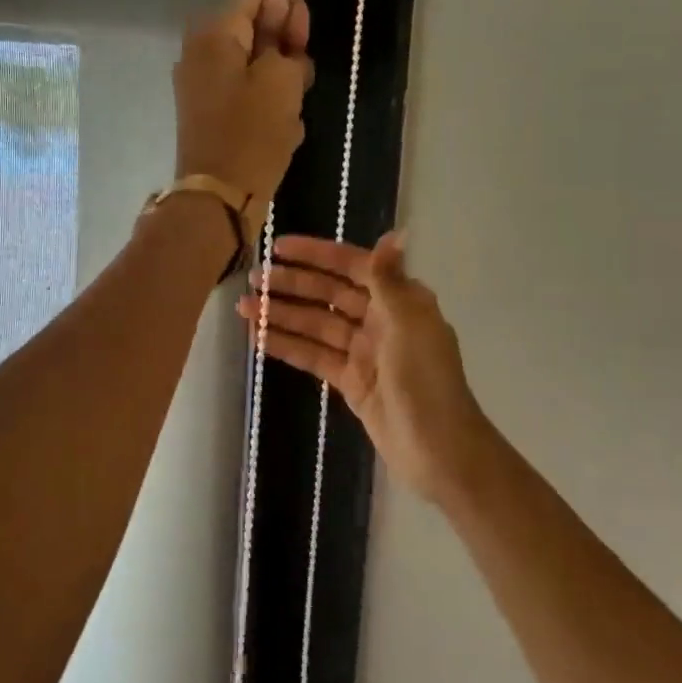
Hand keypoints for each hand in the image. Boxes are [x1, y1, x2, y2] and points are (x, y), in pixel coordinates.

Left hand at [174, 0, 312, 230]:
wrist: (219, 197)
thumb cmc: (252, 133)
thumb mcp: (282, 78)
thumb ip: (283, 38)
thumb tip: (278, 9)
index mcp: (214, 31)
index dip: (289, 8)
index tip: (303, 41)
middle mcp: (201, 49)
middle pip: (255, 27)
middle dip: (285, 49)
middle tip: (299, 81)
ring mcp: (202, 82)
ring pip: (255, 64)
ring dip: (280, 82)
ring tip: (289, 112)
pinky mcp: (209, 111)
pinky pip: (246, 93)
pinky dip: (266, 105)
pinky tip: (280, 130)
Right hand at [237, 233, 491, 505]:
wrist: (438, 449)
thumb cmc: (425, 380)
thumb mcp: (406, 324)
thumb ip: (388, 280)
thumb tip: (395, 233)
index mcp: (399, 301)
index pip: (352, 266)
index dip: (315, 254)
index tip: (278, 247)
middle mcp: (381, 320)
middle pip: (329, 295)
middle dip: (291, 285)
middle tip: (253, 278)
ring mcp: (364, 352)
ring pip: (316, 326)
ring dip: (281, 315)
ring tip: (244, 306)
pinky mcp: (351, 381)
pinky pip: (314, 356)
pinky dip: (288, 346)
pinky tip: (258, 338)